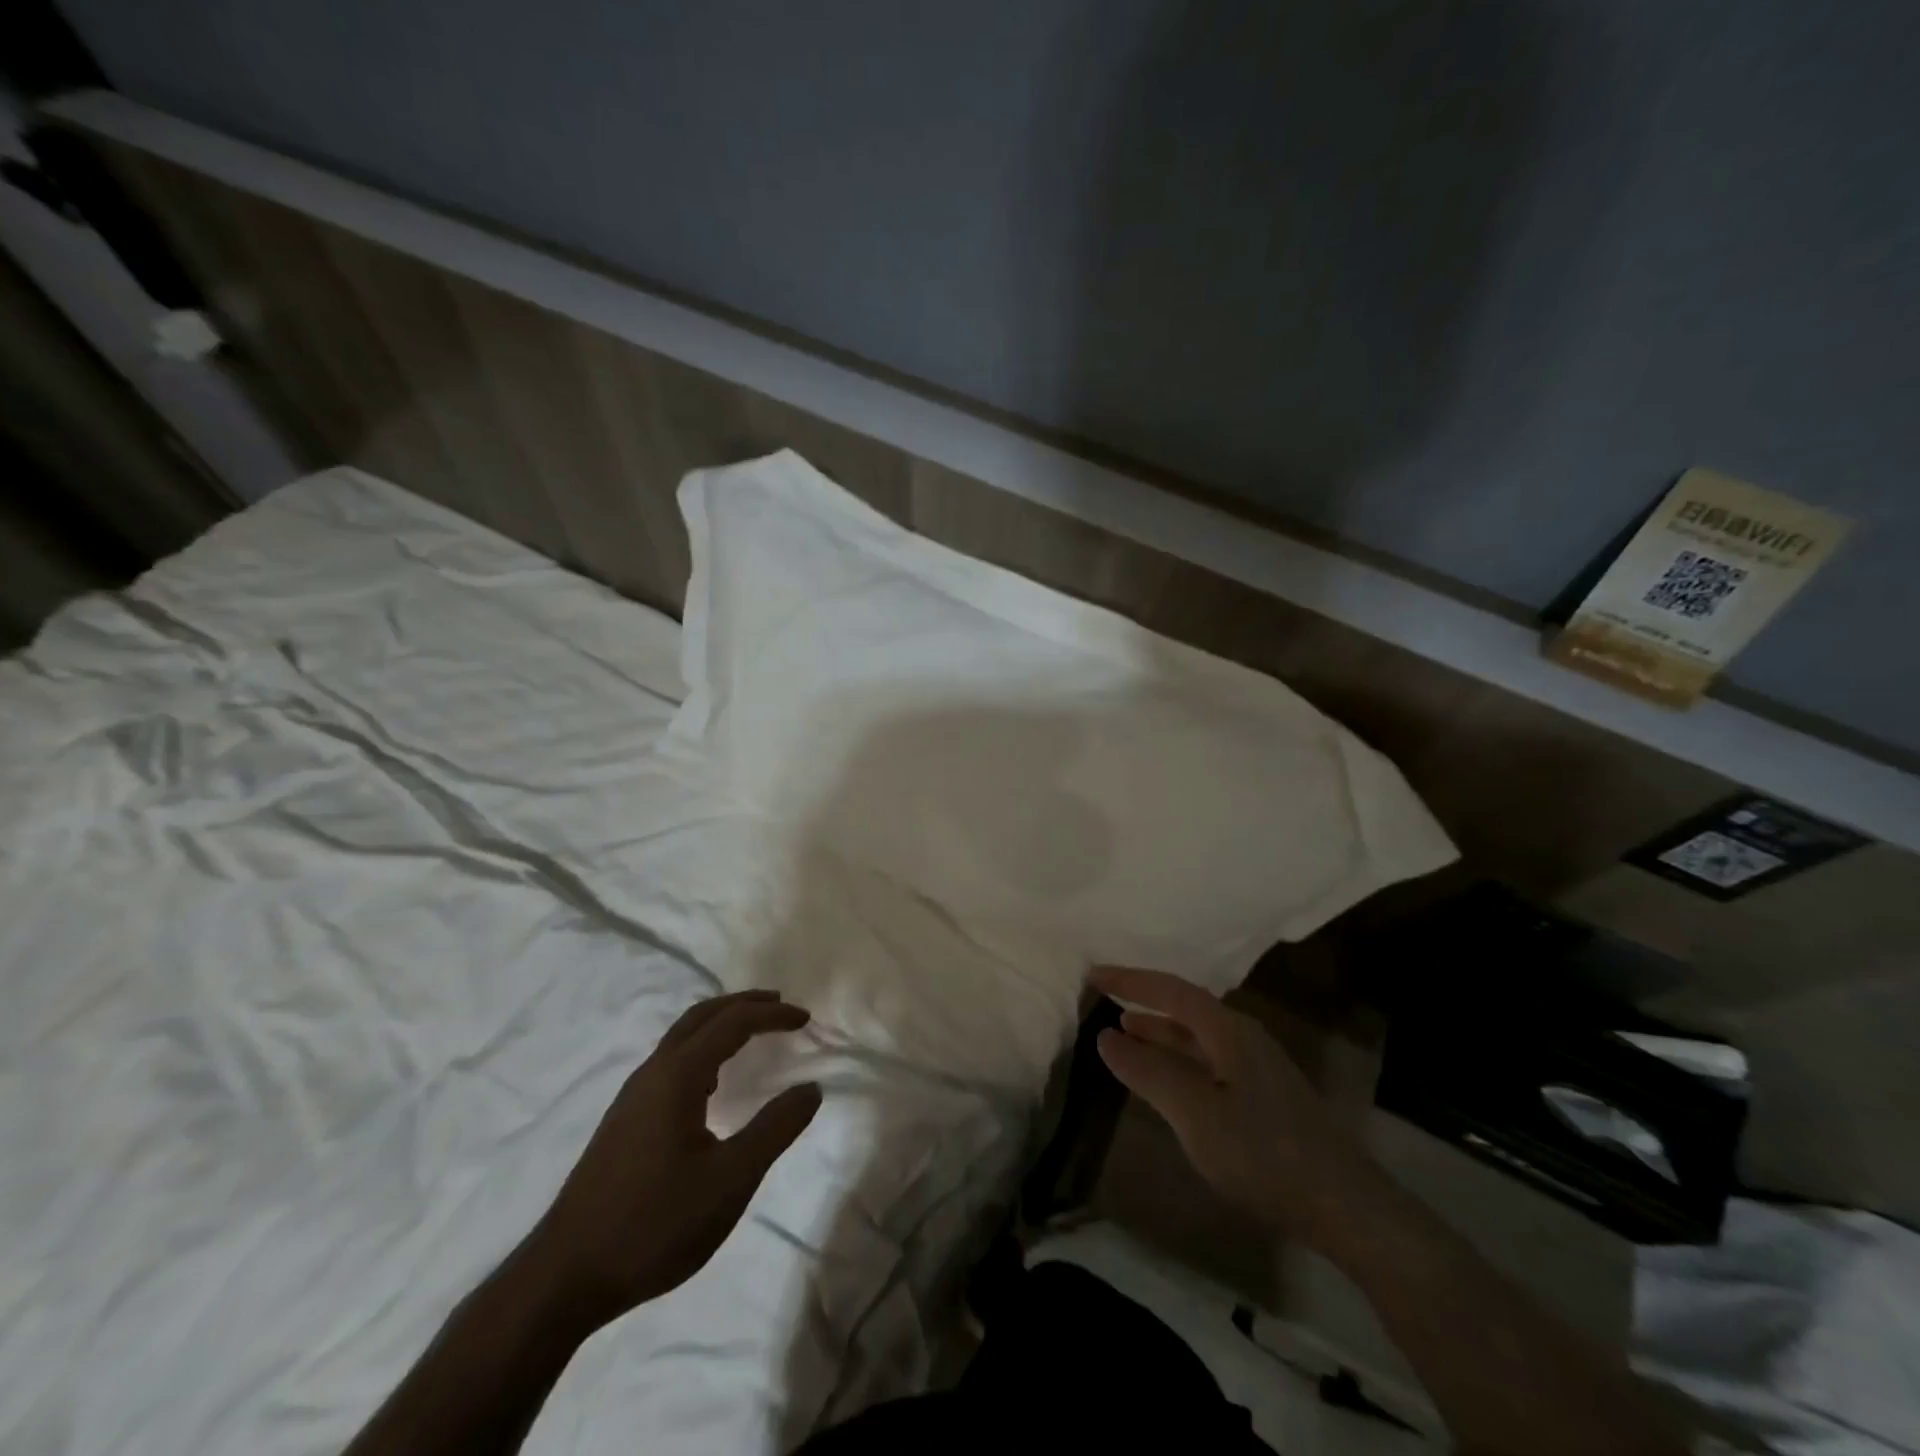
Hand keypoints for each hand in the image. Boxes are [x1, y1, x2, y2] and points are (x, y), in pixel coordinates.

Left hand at [523, 990, 821, 1326]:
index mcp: (677, 1076)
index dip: (772, 1014)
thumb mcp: (730, 1180)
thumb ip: (775, 1129)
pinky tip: (711, 1082)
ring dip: (720, 1024)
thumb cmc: (654, 1224)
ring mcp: (632, 1097)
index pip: (732, 1023)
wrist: (564, 1278)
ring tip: (751, 1033)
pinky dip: (702, 1048)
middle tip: (779, 1005)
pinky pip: (670, 1061)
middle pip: (701, 1016)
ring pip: (681, 1037)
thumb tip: (812, 1088)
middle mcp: (652, 1074)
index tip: (805, 1019)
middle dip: (743, 1004)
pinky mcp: (624, 1122)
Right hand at [1091, 966, 1383, 1243]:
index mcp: (1229, 1030)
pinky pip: (1208, 1061)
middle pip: (1186, 1008)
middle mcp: (1243, 1038)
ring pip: (1197, 1038)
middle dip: (1144, 1001)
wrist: (1344, 1207)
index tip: (1094, 975)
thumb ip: (1148, 1072)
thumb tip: (1107, 1037)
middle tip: (1104, 999)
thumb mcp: (1195, 1113)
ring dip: (1160, 1032)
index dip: (1131, 981)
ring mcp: (1257, 1068)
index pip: (1171, 990)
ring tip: (1125, 1031)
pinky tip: (1166, 1078)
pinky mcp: (1264, 1098)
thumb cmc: (1263, 1152)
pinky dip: (1178, 1059)